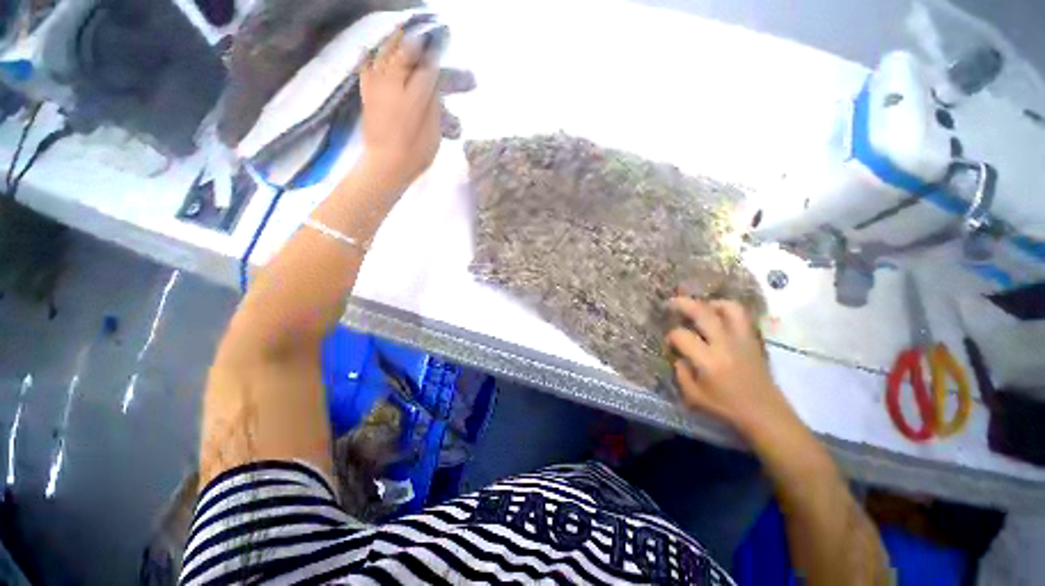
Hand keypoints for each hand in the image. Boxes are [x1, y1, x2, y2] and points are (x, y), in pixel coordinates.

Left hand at [358, 27, 441, 191]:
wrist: (385, 167)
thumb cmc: (415, 155)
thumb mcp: (433, 135)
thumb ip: (433, 107)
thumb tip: (433, 85)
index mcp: (414, 99)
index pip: (427, 71)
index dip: (435, 57)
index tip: (441, 44)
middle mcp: (393, 87)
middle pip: (404, 56)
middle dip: (415, 43)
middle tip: (422, 33)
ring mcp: (377, 90)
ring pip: (384, 58)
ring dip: (394, 43)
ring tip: (402, 32)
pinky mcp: (367, 96)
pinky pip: (366, 70)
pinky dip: (369, 57)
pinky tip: (371, 50)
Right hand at [666, 298, 798, 438]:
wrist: (766, 414)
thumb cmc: (727, 408)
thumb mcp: (694, 397)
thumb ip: (681, 374)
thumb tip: (679, 357)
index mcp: (709, 361)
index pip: (682, 336)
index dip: (671, 336)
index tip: (670, 343)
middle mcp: (725, 345)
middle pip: (703, 313)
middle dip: (683, 304)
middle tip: (672, 303)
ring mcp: (743, 340)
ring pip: (729, 308)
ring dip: (711, 304)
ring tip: (701, 308)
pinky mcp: (754, 341)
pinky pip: (742, 317)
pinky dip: (728, 312)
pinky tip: (719, 319)